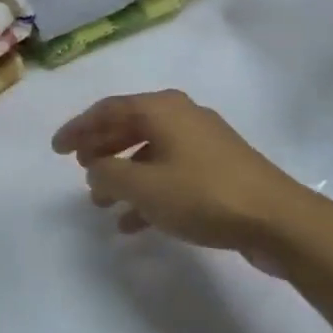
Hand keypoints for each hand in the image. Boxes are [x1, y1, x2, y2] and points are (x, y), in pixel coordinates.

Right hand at [52, 91, 313, 259]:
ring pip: (150, 152)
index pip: (108, 109)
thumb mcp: (144, 187)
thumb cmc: (203, 195)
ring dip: (123, 175)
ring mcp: (203, 142)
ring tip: (100, 203)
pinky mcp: (218, 168)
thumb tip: (95, 167)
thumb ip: (108, 174)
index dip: (79, 128)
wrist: (276, 218)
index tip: (56, 149)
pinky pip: (170, 172)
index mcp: (162, 108)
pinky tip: (133, 223)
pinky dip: (149, 192)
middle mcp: (181, 116)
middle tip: (78, 169)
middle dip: (101, 149)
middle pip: (129, 126)